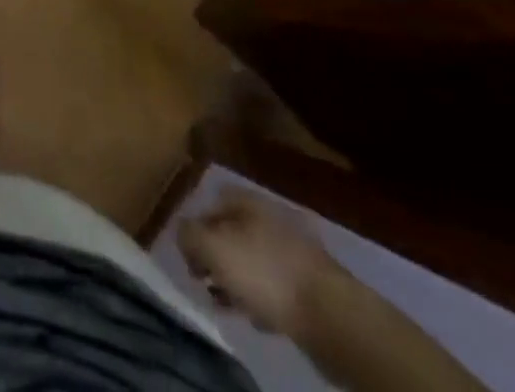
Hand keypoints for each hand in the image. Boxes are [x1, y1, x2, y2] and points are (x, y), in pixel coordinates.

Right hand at [178, 189, 343, 337]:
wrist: (332, 315)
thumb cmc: (264, 273)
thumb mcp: (212, 248)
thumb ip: (188, 234)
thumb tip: (183, 233)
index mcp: (248, 199)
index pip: (211, 201)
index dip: (196, 226)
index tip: (190, 257)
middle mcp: (271, 214)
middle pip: (233, 231)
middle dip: (217, 257)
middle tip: (207, 282)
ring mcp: (296, 248)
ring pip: (254, 260)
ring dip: (239, 280)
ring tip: (230, 304)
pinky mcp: (313, 281)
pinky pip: (277, 285)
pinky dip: (264, 298)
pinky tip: (260, 316)